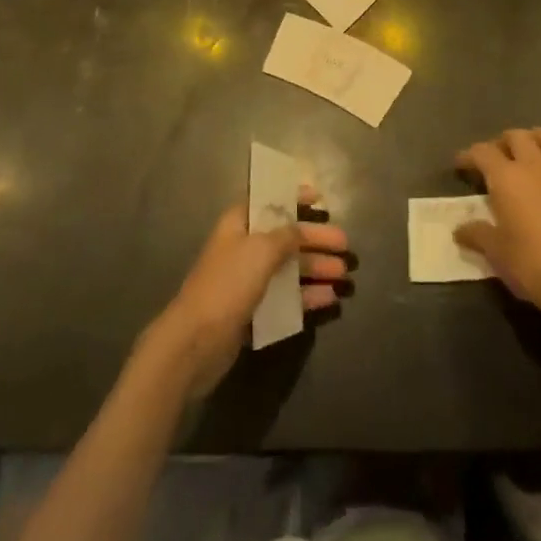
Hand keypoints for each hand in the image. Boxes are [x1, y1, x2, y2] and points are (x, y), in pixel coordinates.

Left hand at [140, 189, 350, 398]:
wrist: (194, 343)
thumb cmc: (227, 284)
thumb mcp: (261, 251)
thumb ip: (286, 236)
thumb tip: (300, 229)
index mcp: (239, 223)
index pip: (268, 201)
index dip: (293, 197)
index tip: (320, 198)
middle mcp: (244, 247)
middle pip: (285, 237)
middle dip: (315, 240)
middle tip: (345, 245)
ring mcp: (247, 281)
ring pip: (288, 268)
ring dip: (315, 268)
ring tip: (344, 274)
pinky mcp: (251, 311)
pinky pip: (285, 297)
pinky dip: (306, 296)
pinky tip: (329, 299)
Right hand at [454, 128, 540, 321]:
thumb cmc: (532, 264)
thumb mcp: (497, 252)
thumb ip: (477, 234)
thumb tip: (459, 230)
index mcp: (507, 177)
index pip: (482, 152)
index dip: (469, 155)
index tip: (461, 164)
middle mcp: (534, 166)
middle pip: (516, 136)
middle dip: (503, 142)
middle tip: (497, 159)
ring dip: (536, 139)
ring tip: (530, 154)